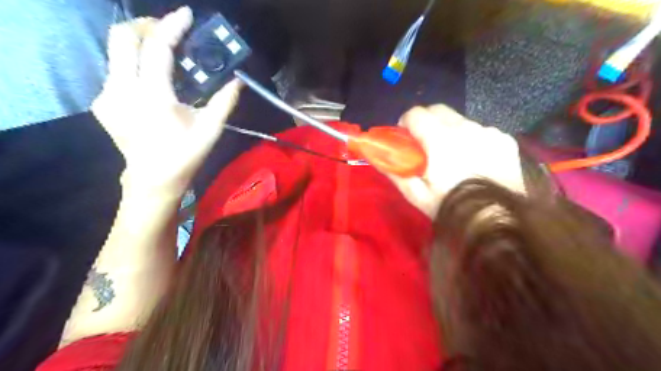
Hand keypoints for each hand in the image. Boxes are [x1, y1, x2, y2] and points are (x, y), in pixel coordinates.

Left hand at [92, 7, 240, 196]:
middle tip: (169, 30)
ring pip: (116, 52)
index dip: (172, 26)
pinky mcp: (102, 102)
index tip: (186, 14)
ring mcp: (107, 95)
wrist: (153, 178)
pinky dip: (134, 64)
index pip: (157, 48)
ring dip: (140, 44)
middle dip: (146, 25)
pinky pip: (116, 70)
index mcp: (153, 96)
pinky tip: (151, 78)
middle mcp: (123, 89)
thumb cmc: (185, 154)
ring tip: (163, 52)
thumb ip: (225, 101)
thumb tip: (239, 79)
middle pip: (122, 37)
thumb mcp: (211, 129)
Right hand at [386, 105, 524, 216]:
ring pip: (460, 120)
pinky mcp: (505, 140)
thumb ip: (395, 172)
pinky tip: (476, 161)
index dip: (405, 124)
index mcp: (440, 140)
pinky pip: (481, 131)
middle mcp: (465, 128)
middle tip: (425, 144)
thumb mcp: (417, 195)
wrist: (500, 221)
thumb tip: (377, 157)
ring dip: (450, 131)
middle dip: (426, 121)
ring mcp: (488, 132)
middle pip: (438, 109)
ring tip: (453, 157)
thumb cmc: (452, 208)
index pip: (415, 113)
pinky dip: (472, 139)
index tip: (406, 139)